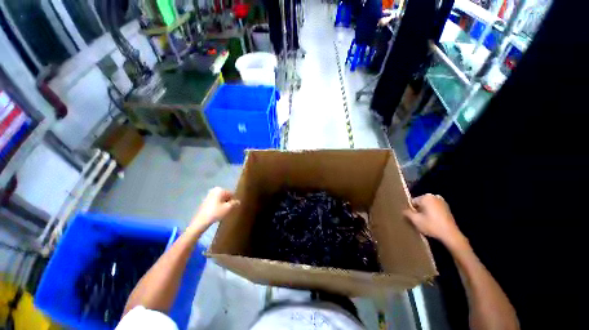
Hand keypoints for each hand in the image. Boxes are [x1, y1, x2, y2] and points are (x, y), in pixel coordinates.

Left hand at [191, 187, 238, 230]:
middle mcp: (214, 190)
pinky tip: (218, 212)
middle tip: (229, 210)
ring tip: (224, 212)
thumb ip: (234, 203)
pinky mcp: (205, 201)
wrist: (201, 221)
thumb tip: (238, 201)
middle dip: (228, 202)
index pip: (231, 194)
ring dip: (223, 204)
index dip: (234, 201)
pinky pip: (215, 202)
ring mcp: (209, 195)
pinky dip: (218, 206)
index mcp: (220, 190)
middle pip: (226, 196)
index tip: (234, 207)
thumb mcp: (228, 208)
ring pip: (220, 199)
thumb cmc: (216, 212)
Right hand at [403, 194, 464, 246]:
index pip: (412, 202)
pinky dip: (431, 214)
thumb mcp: (415, 220)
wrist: (451, 235)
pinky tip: (432, 222)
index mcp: (426, 197)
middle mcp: (434, 196)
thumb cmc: (431, 225)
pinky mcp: (447, 208)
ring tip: (424, 222)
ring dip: (425, 212)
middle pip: (420, 203)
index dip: (411, 210)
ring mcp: (442, 202)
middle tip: (418, 220)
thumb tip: (403, 210)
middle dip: (418, 210)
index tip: (412, 218)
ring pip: (427, 206)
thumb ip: (407, 213)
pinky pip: (434, 209)